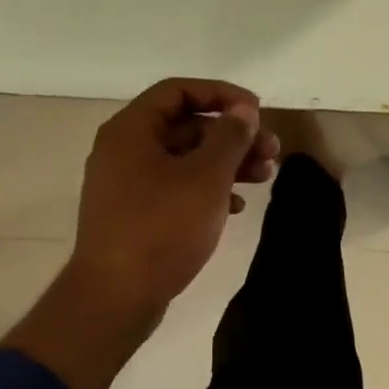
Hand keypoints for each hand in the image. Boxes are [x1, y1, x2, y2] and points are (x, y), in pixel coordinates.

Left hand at [0, 78, 276, 388]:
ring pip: (186, 158)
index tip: (257, 112)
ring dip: (228, 163)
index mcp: (132, 130)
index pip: (179, 91)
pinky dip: (209, 189)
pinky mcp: (136, 213)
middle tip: (272, 151)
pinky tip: (236, 207)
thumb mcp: (206, 177)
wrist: (116, 297)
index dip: (222, 94)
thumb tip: (243, 111)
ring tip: (265, 177)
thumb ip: (230, 137)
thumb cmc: (162, 228)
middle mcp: (125, 149)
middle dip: (233, 135)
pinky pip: (178, 187)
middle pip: (187, 125)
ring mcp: (128, 183)